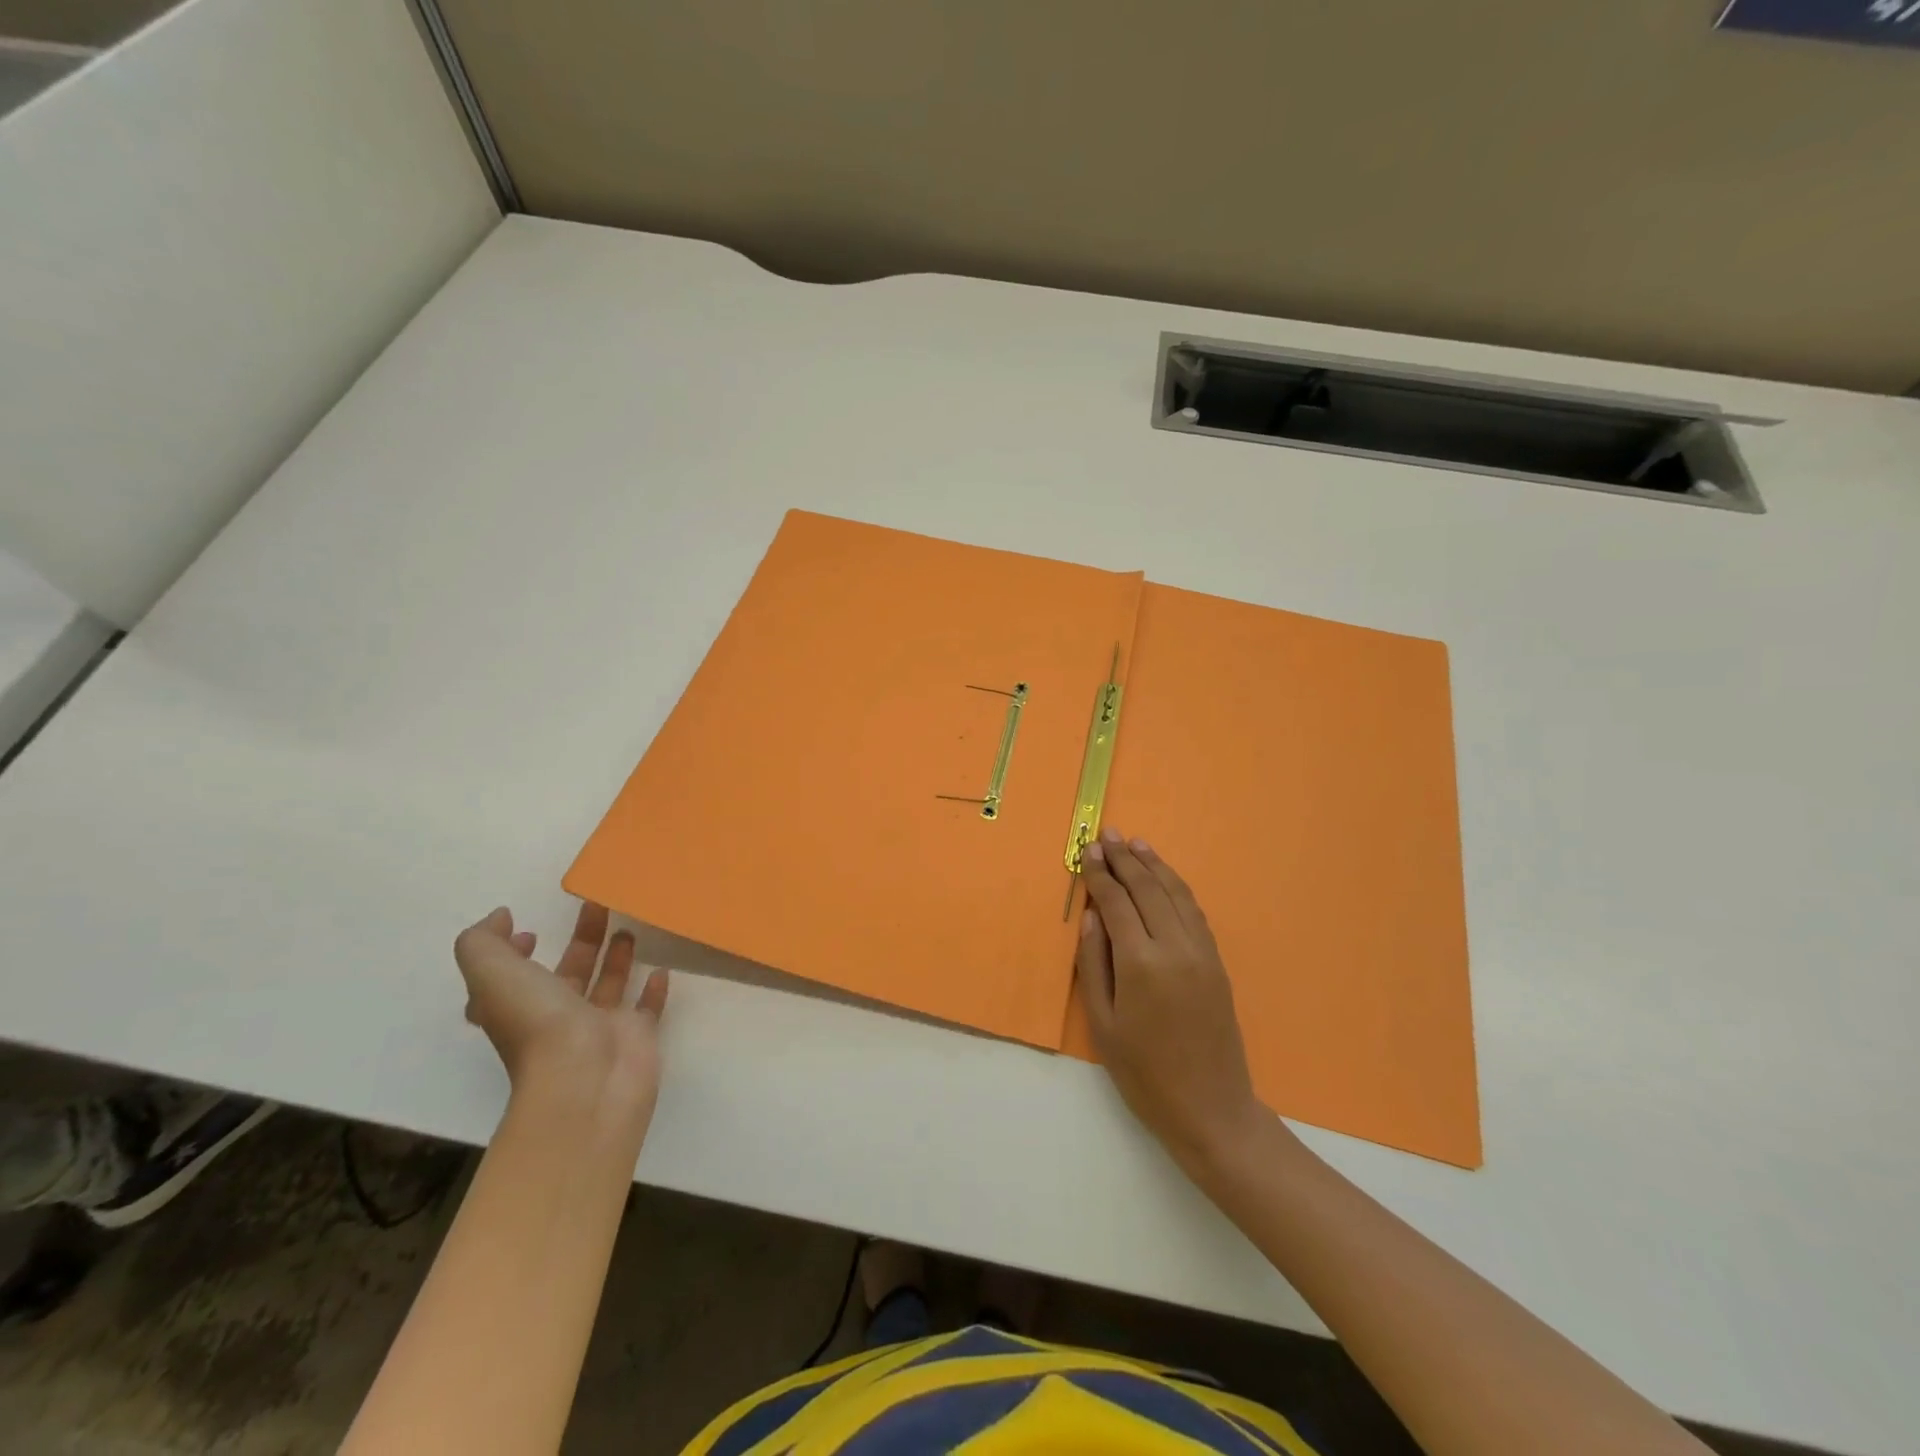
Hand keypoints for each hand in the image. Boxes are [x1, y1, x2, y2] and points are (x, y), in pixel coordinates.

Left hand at [454, 902, 668, 1117]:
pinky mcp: (636, 1035)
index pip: (510, 980)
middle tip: (599, 904)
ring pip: (608, 985)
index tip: (531, 932)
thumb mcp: (493, 975)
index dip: (513, 955)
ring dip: (617, 957)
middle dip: (581, 940)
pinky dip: (652, 989)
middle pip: (569, 973)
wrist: (587, 1082)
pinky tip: (660, 969)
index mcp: (519, 1007)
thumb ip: (483, 942)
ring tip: (630, 926)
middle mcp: (557, 1018)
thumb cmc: (539, 1025)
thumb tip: (500, 918)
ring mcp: (600, 1028)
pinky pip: (646, 1008)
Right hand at [1076, 828, 1265, 1173]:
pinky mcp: (1216, 963)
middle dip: (1125, 859)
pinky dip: (1177, 888)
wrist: (1211, 1109)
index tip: (1087, 850)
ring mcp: (1201, 953)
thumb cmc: (1144, 1073)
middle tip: (1108, 834)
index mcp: (1140, 963)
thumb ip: (1093, 963)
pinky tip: (1165, 878)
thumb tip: (1092, 914)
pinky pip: (1195, 912)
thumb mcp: (1103, 1023)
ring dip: (1154, 866)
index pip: (1116, 902)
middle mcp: (1174, 948)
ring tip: (1136, 844)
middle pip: (1147, 889)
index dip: (1099, 873)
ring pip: (1176, 894)